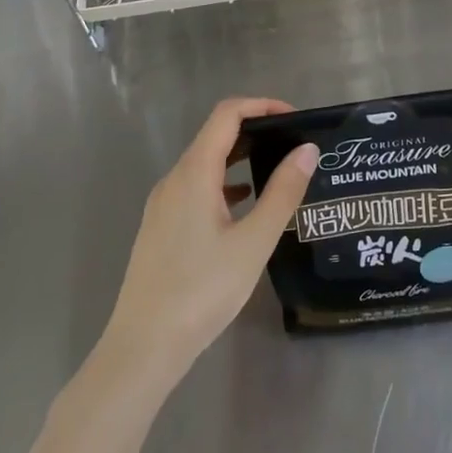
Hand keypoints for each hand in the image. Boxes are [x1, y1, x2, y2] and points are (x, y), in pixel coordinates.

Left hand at [104, 98, 318, 379]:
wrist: (143, 347)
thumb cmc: (202, 291)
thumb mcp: (254, 241)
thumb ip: (283, 192)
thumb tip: (307, 149)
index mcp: (194, 173)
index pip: (227, 114)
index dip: (262, 106)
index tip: (295, 119)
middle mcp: (174, 179)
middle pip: (215, 135)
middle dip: (255, 131)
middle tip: (293, 146)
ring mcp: (163, 204)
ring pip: (205, 163)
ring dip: (240, 158)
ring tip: (276, 172)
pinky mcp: (161, 227)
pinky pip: (196, 188)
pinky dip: (224, 183)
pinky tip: (245, 207)